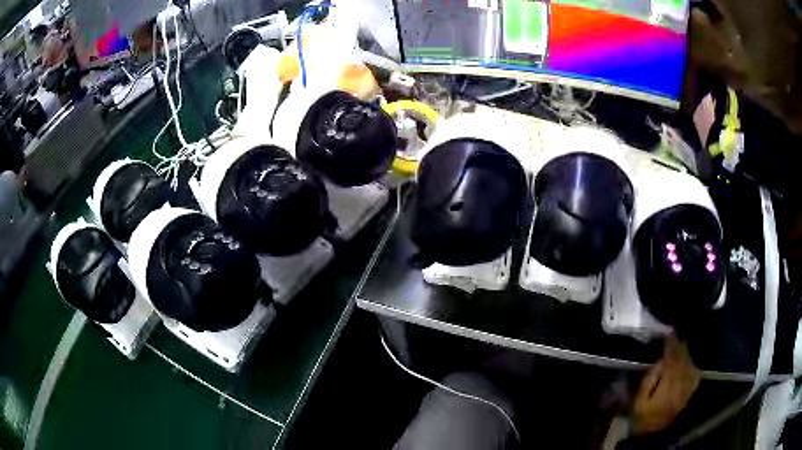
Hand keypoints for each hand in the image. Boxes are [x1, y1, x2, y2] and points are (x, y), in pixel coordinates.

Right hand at [632, 336, 699, 434]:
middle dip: (680, 347)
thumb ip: (651, 377)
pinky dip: (693, 366)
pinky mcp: (688, 395)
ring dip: (686, 354)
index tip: (668, 333)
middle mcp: (681, 386)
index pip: (672, 360)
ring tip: (682, 344)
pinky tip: (690, 362)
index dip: (671, 345)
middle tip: (677, 333)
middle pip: (683, 362)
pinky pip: (694, 376)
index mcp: (668, 386)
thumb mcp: (640, 397)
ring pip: (690, 367)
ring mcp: (687, 391)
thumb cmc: (641, 415)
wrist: (650, 432)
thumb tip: (662, 359)